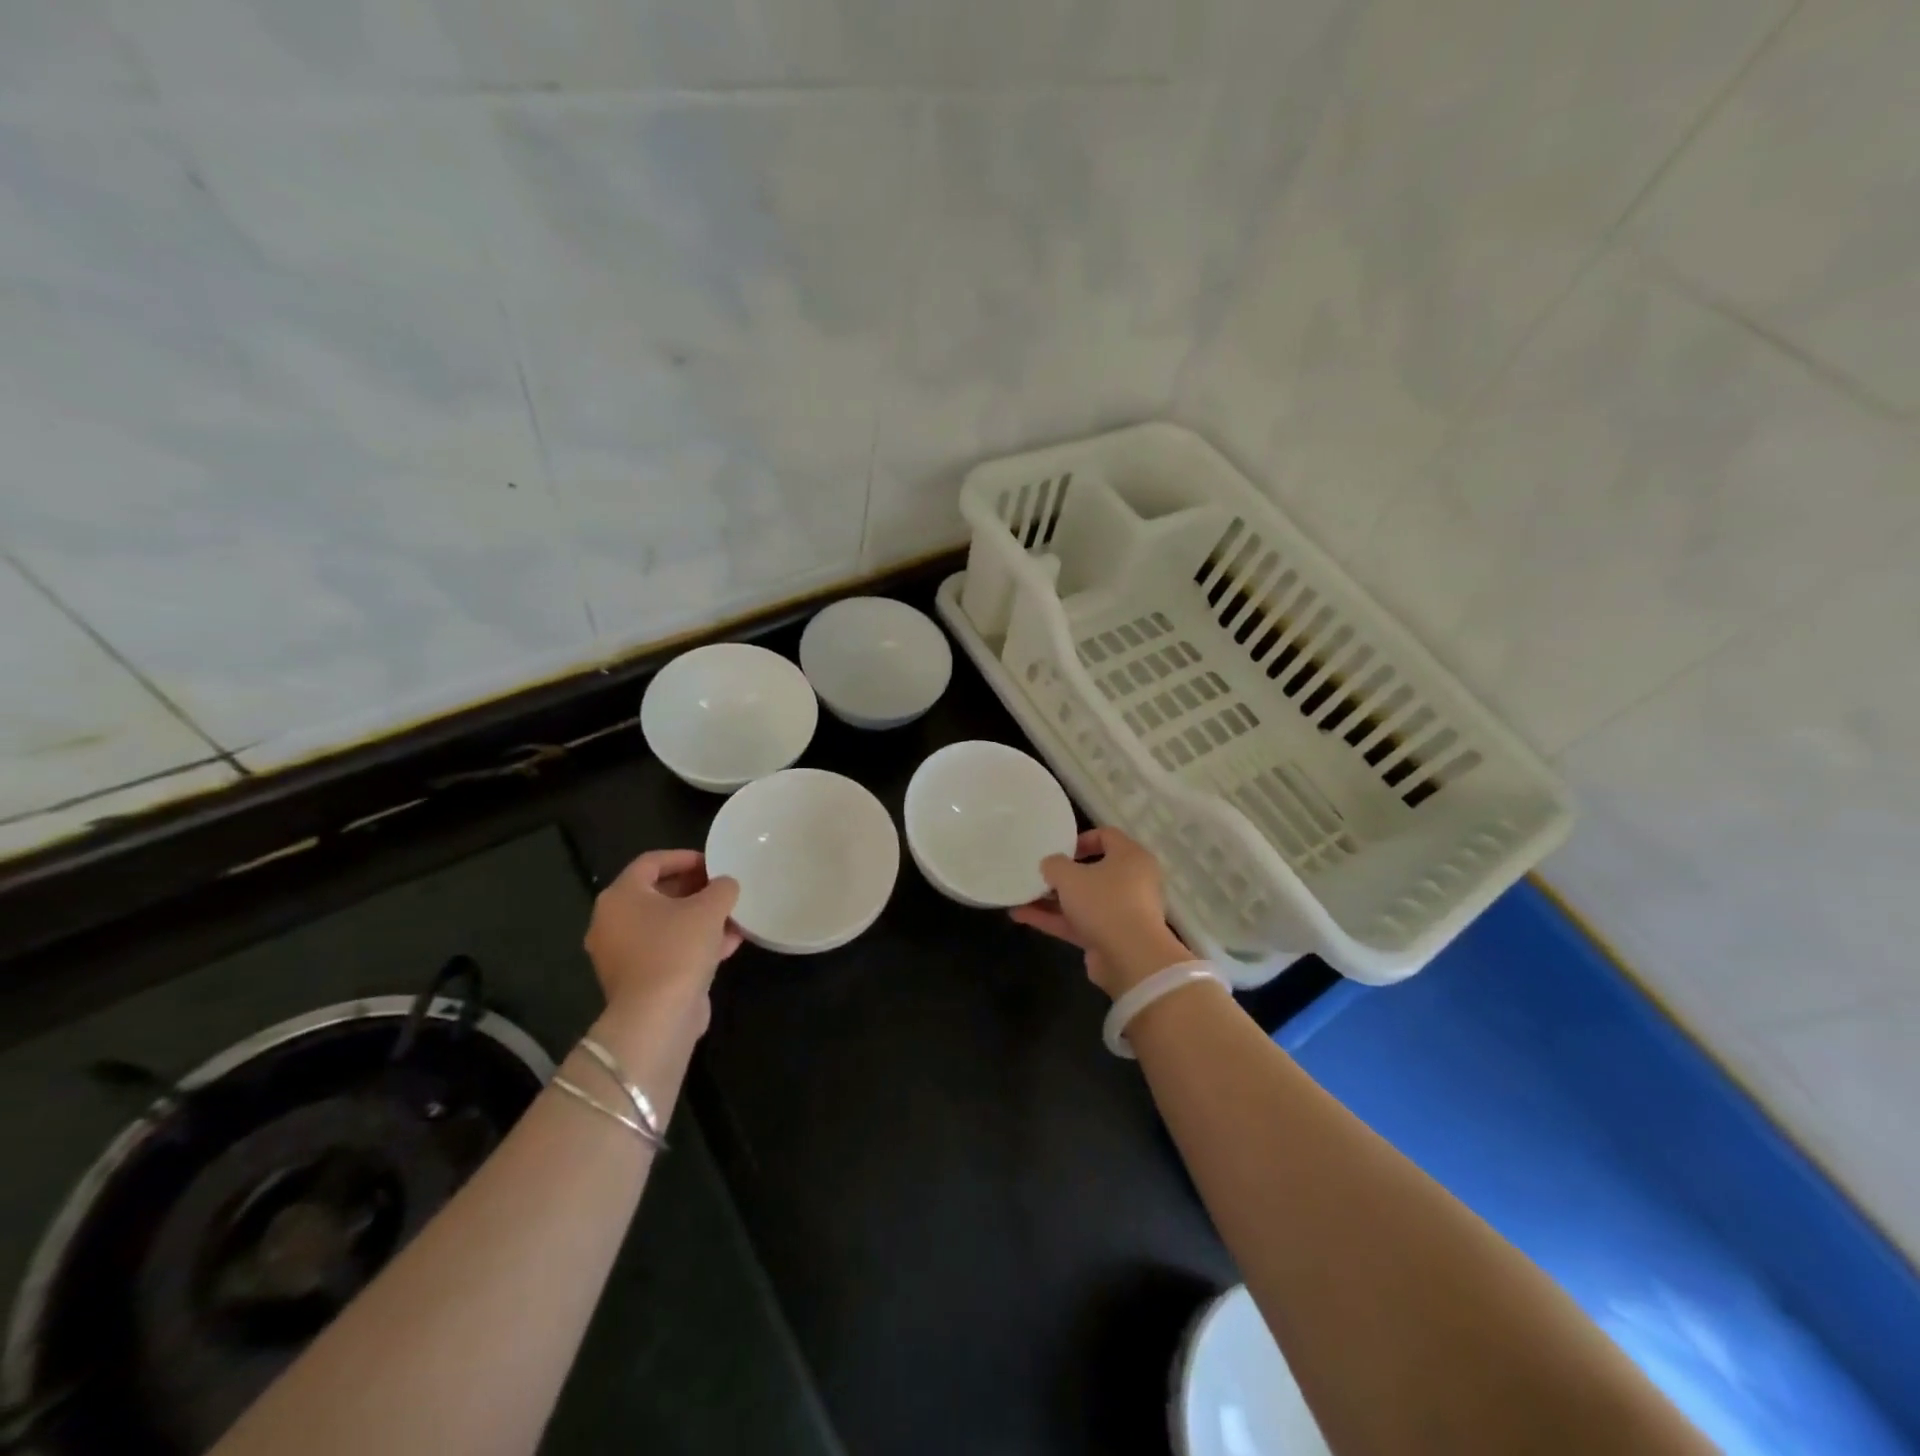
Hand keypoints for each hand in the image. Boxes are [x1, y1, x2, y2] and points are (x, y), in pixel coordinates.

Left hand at [584, 850, 740, 1026]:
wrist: (657, 1018)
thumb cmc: (677, 949)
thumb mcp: (710, 908)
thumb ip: (721, 887)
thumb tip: (724, 885)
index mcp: (620, 896)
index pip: (651, 862)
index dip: (685, 857)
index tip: (714, 862)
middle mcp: (613, 922)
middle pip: (657, 894)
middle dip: (695, 889)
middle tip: (723, 888)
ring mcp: (623, 954)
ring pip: (666, 925)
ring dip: (700, 919)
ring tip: (733, 917)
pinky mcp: (638, 980)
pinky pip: (668, 950)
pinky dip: (694, 944)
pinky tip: (728, 945)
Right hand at [1009, 827, 1194, 998]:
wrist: (1131, 958)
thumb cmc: (1104, 902)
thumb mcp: (1070, 876)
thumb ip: (1054, 865)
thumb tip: (1050, 865)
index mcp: (1130, 857)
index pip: (1107, 836)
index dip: (1080, 839)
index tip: (1058, 848)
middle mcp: (1130, 882)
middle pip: (1092, 871)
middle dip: (1061, 874)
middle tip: (1038, 873)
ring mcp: (1120, 912)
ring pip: (1082, 900)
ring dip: (1051, 899)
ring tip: (1020, 896)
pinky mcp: (1109, 937)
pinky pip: (1078, 922)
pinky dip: (1053, 919)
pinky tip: (1021, 916)